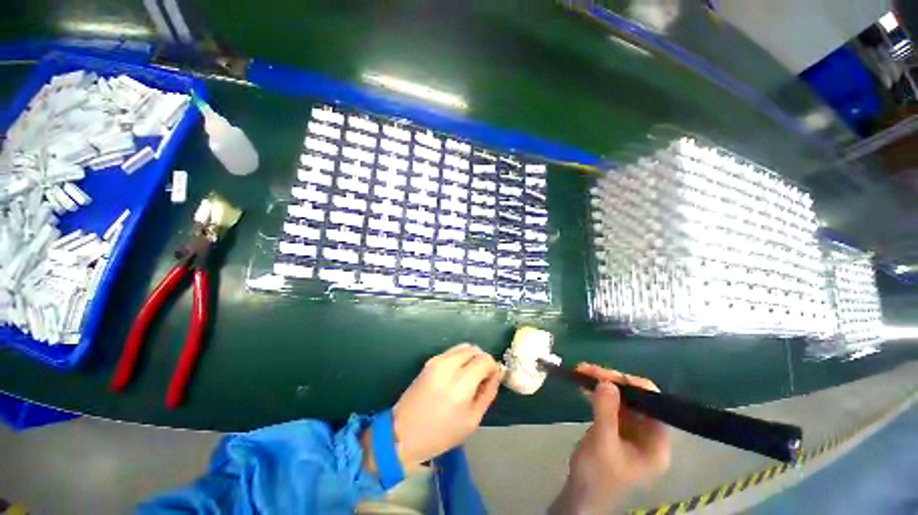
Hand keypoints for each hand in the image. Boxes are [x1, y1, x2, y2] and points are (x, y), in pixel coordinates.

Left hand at [367, 343, 502, 473]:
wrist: (402, 432)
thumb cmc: (440, 434)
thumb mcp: (472, 420)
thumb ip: (488, 393)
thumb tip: (496, 374)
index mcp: (460, 384)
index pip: (484, 360)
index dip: (493, 367)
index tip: (492, 379)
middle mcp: (448, 366)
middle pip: (474, 349)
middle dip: (483, 360)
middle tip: (483, 377)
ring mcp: (437, 360)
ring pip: (464, 347)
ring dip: (472, 357)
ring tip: (471, 375)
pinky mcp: (430, 360)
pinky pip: (452, 351)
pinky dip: (461, 358)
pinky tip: (459, 374)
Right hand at [552, 364, 669, 513]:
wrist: (580, 494)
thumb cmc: (597, 475)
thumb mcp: (603, 444)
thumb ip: (606, 412)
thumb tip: (607, 381)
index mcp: (656, 443)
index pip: (654, 405)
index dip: (635, 387)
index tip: (610, 375)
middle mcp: (648, 433)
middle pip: (636, 398)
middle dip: (612, 381)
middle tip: (588, 370)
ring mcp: (631, 429)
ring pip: (620, 397)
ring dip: (601, 383)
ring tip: (581, 371)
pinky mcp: (616, 426)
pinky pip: (609, 403)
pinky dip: (596, 392)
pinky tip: (582, 383)